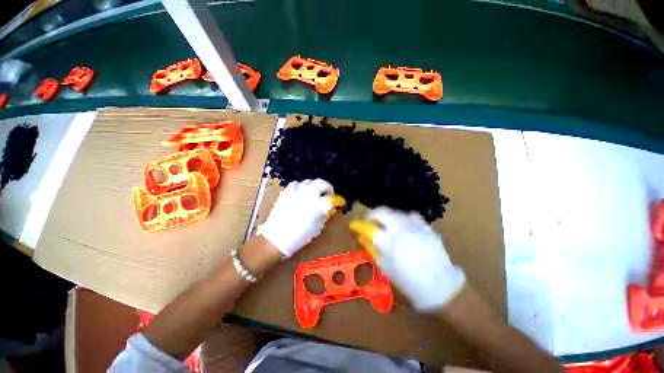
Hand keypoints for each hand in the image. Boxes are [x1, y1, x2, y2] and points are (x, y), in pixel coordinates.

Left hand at [257, 179, 335, 256]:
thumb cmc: (300, 236)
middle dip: (327, 186)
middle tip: (327, 193)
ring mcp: (297, 192)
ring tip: (314, 192)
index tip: (339, 201)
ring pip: (309, 181)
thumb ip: (325, 215)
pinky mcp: (287, 192)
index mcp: (319, 205)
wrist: (277, 238)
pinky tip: (300, 192)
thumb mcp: (317, 228)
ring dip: (314, 186)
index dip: (338, 200)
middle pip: (322, 183)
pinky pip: (296, 184)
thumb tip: (329, 208)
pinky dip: (301, 186)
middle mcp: (309, 195)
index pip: (332, 198)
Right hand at [366, 206, 465, 310]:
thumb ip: (372, 250)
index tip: (353, 226)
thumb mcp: (386, 269)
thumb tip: (361, 237)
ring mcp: (415, 226)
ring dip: (386, 216)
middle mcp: (400, 230)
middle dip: (371, 214)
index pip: (368, 228)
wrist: (443, 288)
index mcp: (389, 243)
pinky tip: (403, 226)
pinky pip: (410, 216)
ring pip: (395, 212)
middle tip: (368, 221)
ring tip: (385, 224)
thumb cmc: (410, 283)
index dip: (358, 225)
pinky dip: (402, 218)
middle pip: (382, 212)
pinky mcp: (426, 227)